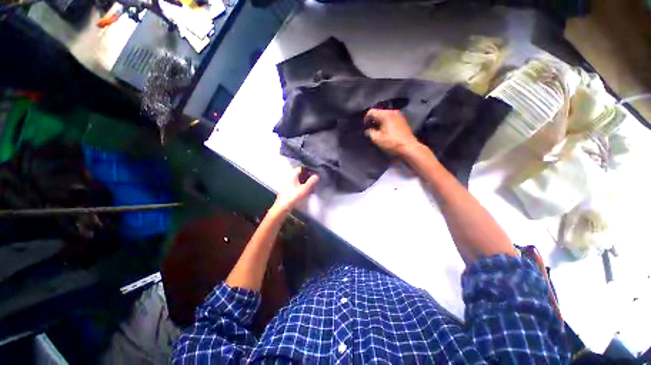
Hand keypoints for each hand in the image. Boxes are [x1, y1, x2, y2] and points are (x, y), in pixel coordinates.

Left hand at [271, 167, 319, 215]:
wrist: (282, 207)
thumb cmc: (293, 197)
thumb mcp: (304, 189)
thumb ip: (311, 181)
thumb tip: (317, 175)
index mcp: (293, 175)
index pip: (301, 168)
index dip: (308, 170)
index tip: (314, 173)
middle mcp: (289, 178)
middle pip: (300, 174)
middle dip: (307, 176)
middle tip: (314, 180)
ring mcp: (287, 184)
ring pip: (298, 180)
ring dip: (305, 182)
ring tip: (311, 186)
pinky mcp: (287, 190)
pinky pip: (296, 185)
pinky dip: (301, 186)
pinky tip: (305, 191)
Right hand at [364, 109, 420, 155]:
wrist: (409, 147)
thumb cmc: (392, 143)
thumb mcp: (377, 139)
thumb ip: (370, 132)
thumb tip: (368, 130)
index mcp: (385, 114)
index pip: (371, 112)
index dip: (365, 119)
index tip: (364, 127)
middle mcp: (392, 112)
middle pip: (378, 112)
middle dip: (373, 120)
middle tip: (370, 129)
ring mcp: (399, 115)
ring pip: (385, 115)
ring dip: (379, 122)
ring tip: (377, 131)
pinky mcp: (402, 121)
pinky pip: (391, 118)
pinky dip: (386, 123)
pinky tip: (385, 131)